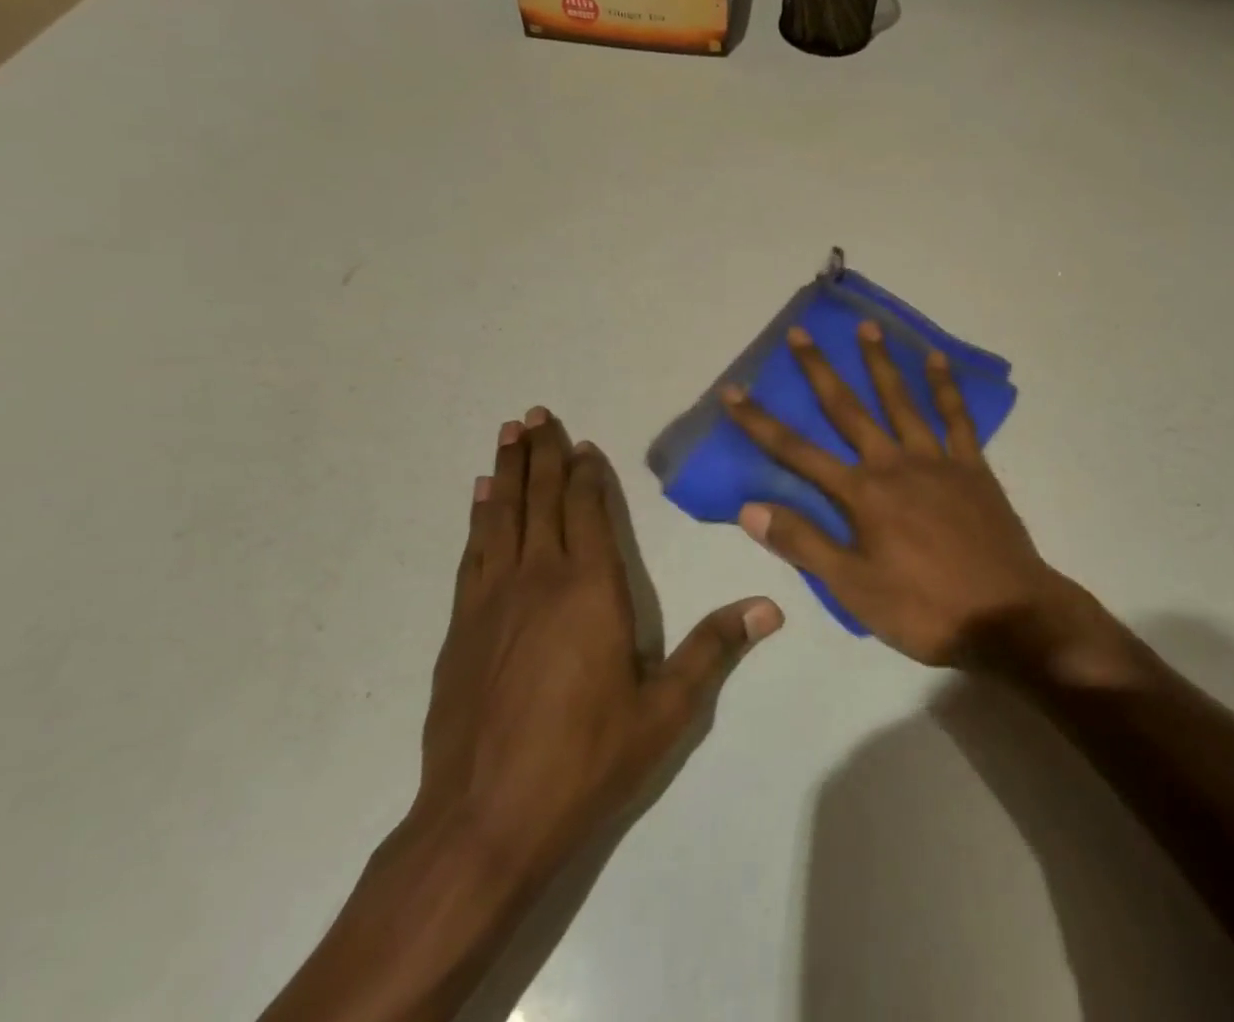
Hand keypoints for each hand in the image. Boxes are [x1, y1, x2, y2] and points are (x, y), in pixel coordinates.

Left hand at [415, 406, 782, 888]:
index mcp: (591, 589)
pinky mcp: (462, 626)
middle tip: (534, 412)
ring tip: (507, 433)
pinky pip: (474, 552)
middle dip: (542, 454)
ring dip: (507, 471)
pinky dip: (479, 517)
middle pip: (541, 499)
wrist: (484, 821)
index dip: (586, 473)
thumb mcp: (666, 710)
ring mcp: (494, 600)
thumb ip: (714, 648)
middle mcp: (540, 578)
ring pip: (503, 516)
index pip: (588, 510)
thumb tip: (771, 606)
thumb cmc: (585, 759)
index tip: (582, 442)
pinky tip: (479, 499)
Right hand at [721, 324, 1101, 669]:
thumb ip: (804, 543)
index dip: (761, 423)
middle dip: (819, 371)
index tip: (734, 391)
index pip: (797, 452)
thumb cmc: (924, 609)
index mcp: (862, 495)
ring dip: (881, 363)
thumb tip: (750, 508)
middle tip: (801, 332)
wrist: (1008, 617)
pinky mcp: (973, 467)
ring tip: (867, 328)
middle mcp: (894, 464)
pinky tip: (936, 359)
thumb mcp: (853, 589)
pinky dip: (945, 387)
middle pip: (848, 409)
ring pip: (902, 401)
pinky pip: (957, 417)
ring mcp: (937, 461)